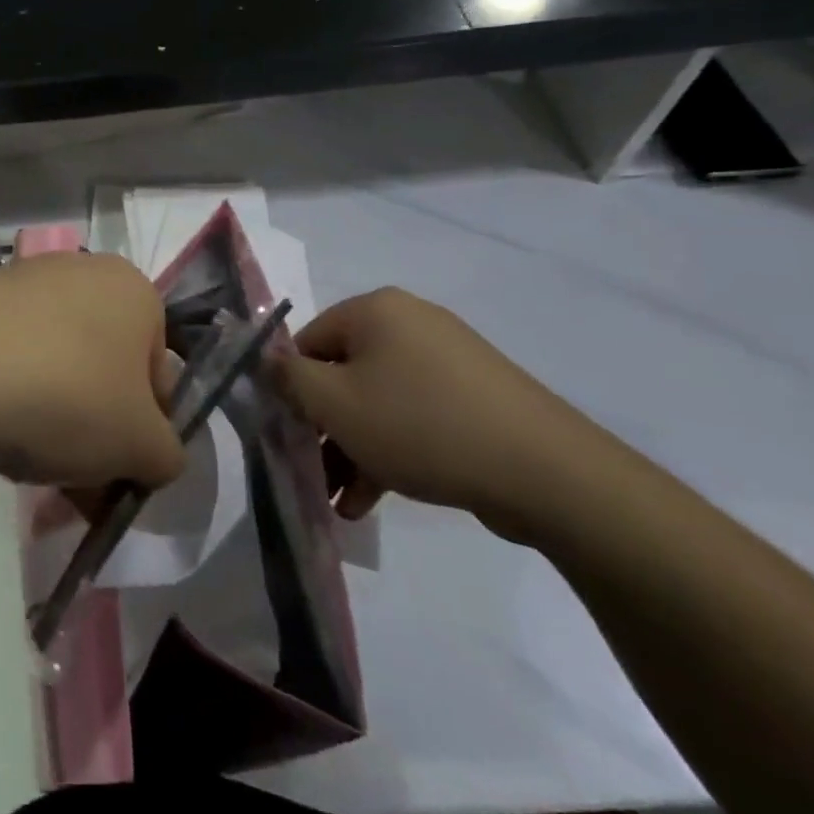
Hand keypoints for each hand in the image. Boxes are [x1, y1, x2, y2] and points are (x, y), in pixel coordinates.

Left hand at [0, 252, 186, 489]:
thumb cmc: (68, 396)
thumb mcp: (142, 446)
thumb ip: (167, 456)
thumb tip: (154, 457)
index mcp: (133, 291)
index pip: (158, 371)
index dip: (146, 430)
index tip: (121, 473)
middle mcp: (81, 273)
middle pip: (104, 370)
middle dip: (97, 432)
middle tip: (79, 487)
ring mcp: (21, 282)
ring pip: (56, 368)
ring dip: (55, 422)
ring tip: (32, 468)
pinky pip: (8, 360)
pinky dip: (10, 399)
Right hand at [273, 287, 603, 529]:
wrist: (546, 472)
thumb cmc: (420, 425)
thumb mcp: (334, 404)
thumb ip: (288, 379)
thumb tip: (267, 361)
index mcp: (375, 310)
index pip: (308, 342)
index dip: (291, 389)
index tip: (288, 434)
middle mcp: (411, 323)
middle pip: (343, 373)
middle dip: (323, 429)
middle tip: (313, 473)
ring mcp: (448, 360)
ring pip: (378, 401)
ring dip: (353, 449)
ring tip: (342, 503)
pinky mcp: (476, 397)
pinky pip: (415, 417)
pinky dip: (391, 451)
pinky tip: (374, 500)